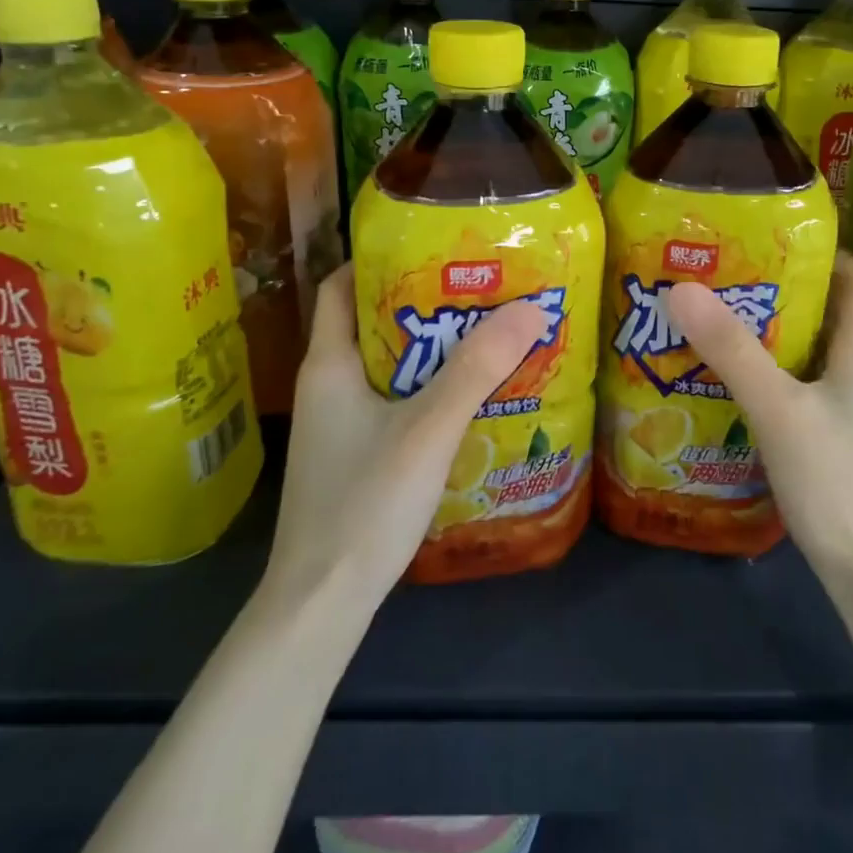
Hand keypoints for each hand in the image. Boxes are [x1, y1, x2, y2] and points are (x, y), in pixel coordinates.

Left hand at [264, 264, 548, 614]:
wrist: (321, 604)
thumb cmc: (365, 503)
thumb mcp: (429, 428)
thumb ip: (478, 369)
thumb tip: (531, 308)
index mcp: (329, 364)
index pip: (342, 285)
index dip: (380, 258)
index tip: (435, 247)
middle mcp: (327, 385)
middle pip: (373, 322)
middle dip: (424, 302)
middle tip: (480, 289)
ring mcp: (338, 424)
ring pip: (387, 365)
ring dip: (430, 349)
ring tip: (486, 334)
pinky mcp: (354, 454)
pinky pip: (392, 401)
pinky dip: (426, 388)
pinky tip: (467, 398)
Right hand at [665, 253, 852, 595]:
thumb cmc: (837, 483)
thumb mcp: (778, 409)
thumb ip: (733, 350)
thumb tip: (683, 289)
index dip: (823, 254)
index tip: (770, 243)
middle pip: (834, 311)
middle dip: (785, 289)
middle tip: (728, 277)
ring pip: (818, 350)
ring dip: (776, 330)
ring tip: (721, 318)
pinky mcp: (840, 437)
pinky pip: (807, 384)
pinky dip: (776, 370)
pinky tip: (735, 379)